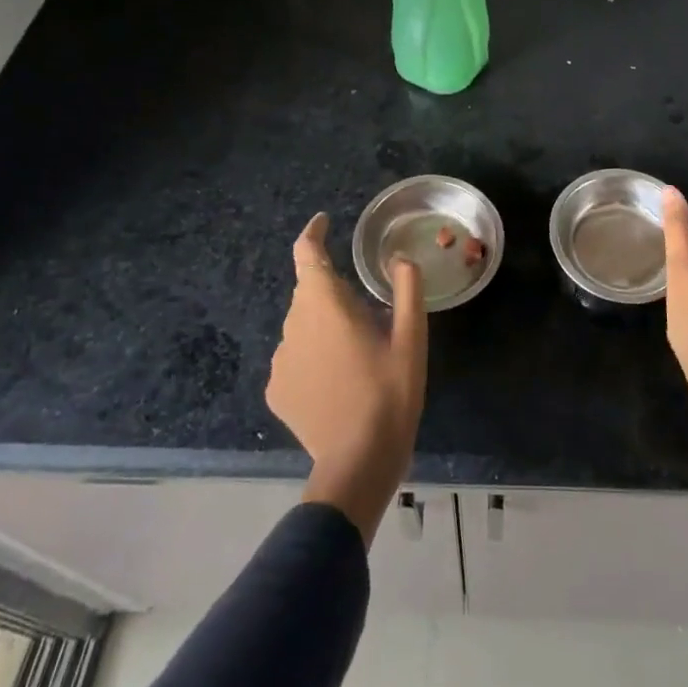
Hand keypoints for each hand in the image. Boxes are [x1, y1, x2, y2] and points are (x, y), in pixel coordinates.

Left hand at [266, 213, 426, 542]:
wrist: (357, 464)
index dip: (313, 232)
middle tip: (369, 314)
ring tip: (357, 354)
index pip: (306, 252)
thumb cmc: (390, 394)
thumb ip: (406, 289)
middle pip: (310, 291)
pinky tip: (338, 382)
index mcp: (325, 304)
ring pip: (303, 325)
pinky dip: (314, 356)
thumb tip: (399, 258)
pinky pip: (295, 357)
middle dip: (334, 291)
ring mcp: (280, 360)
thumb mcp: (411, 339)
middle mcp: (293, 324)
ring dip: (325, 325)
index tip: (325, 222)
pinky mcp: (276, 390)